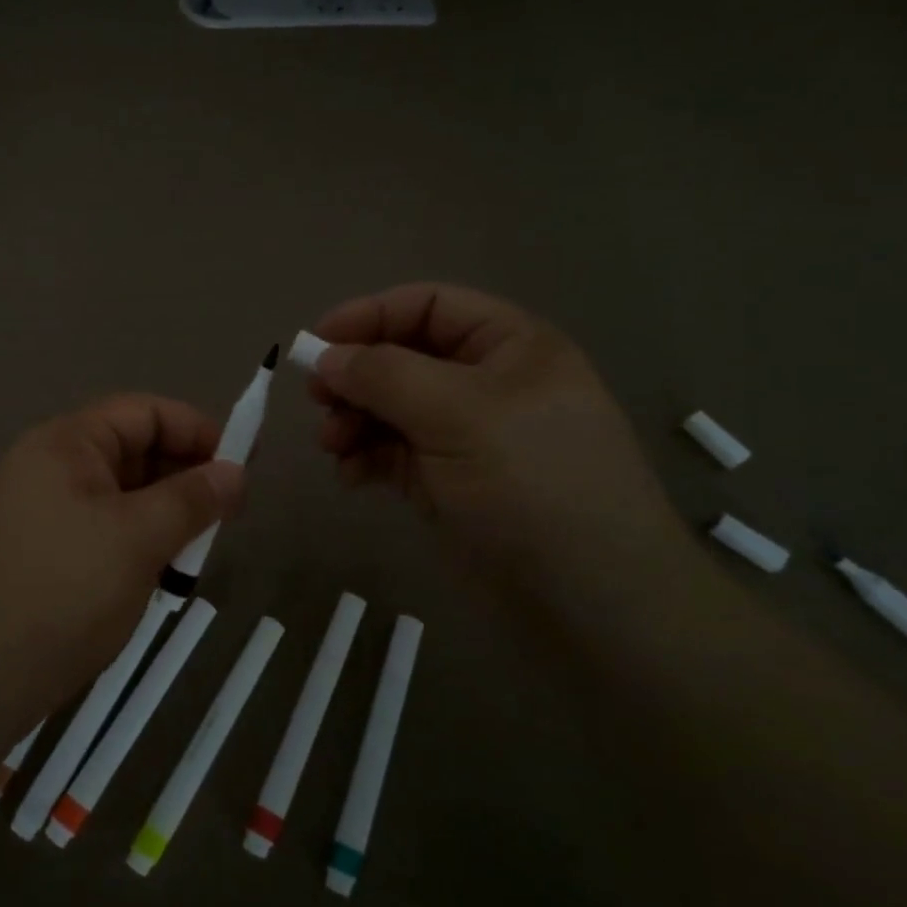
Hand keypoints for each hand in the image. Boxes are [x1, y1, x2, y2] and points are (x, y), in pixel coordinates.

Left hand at [0, 395, 245, 735]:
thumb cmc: (63, 591)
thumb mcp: (139, 538)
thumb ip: (193, 499)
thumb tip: (236, 472)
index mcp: (67, 443)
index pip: (144, 412)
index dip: (197, 430)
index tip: (242, 466)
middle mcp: (51, 466)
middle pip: (133, 450)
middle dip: (184, 476)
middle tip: (227, 516)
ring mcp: (44, 511)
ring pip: (123, 495)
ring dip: (165, 514)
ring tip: (197, 551)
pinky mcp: (45, 551)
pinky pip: (105, 528)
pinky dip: (140, 541)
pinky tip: (162, 575)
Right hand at [309, 282, 690, 589]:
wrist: (590, 600)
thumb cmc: (533, 484)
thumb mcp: (459, 413)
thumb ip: (385, 375)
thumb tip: (326, 356)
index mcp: (508, 345)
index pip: (429, 305)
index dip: (370, 315)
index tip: (317, 342)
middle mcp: (487, 382)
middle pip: (403, 356)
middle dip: (356, 375)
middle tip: (316, 399)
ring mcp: (467, 434)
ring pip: (392, 407)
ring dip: (354, 420)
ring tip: (331, 445)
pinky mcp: (449, 480)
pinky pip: (395, 452)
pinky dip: (367, 458)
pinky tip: (351, 476)